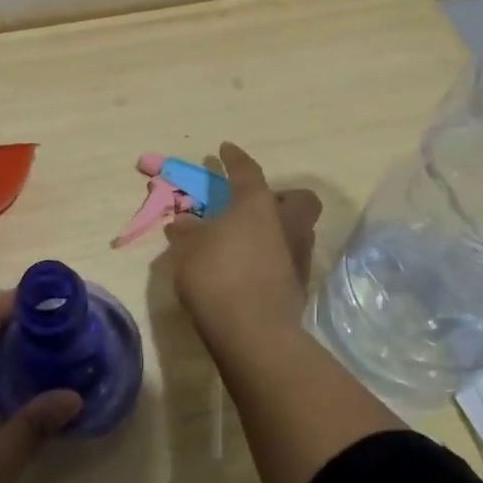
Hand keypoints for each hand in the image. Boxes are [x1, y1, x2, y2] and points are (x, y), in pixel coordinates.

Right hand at [164, 143, 321, 334]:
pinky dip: (275, 258)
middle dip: (281, 196)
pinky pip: (290, 259)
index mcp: (256, 205)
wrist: (253, 332)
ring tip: (249, 240)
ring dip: (278, 229)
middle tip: (254, 206)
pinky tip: (252, 269)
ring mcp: (298, 256)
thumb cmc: (216, 276)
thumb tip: (182, 223)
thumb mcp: (188, 251)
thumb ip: (187, 233)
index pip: (248, 171)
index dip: (235, 159)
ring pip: (298, 230)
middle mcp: (286, 224)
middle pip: (298, 199)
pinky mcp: (300, 286)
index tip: (225, 149)